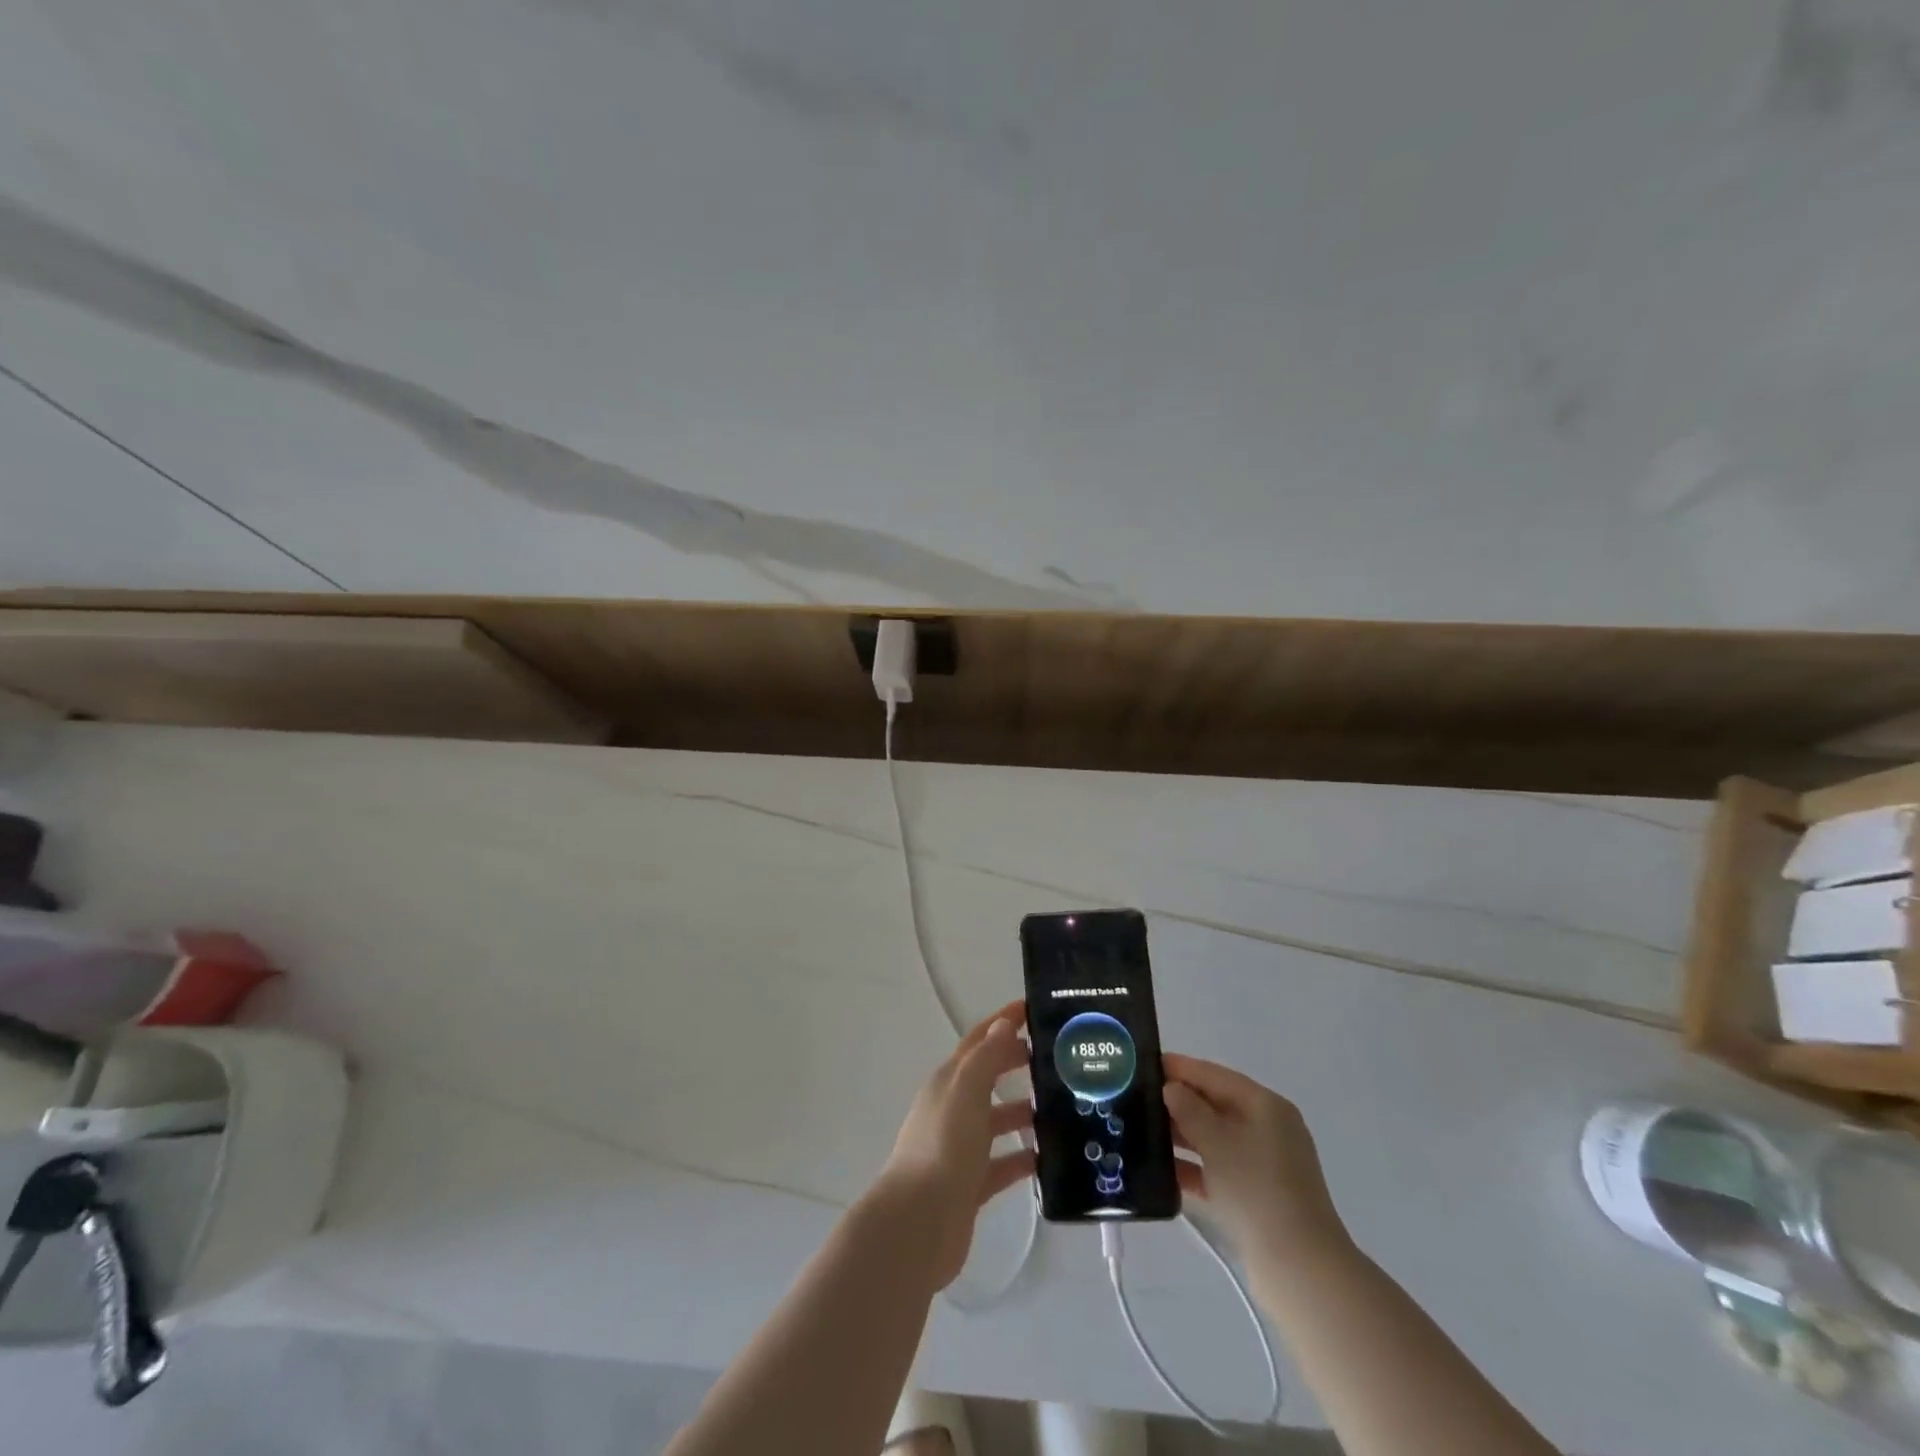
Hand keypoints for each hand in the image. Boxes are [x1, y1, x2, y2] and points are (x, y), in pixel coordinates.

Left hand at [880, 1000, 1035, 1288]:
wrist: (918, 1224)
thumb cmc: (943, 1147)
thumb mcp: (966, 1091)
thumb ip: (986, 1057)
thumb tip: (1004, 1023)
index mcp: (949, 1081)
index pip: (979, 1040)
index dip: (1004, 1021)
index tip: (1035, 1009)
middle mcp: (954, 1108)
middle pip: (989, 1077)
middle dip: (1018, 1063)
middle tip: (1061, 1059)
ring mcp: (961, 1148)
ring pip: (998, 1120)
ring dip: (1025, 1111)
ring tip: (1066, 1109)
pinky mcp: (971, 1185)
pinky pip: (1003, 1164)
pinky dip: (1024, 1158)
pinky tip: (1052, 1158)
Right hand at [1162, 1054, 1349, 1273]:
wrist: (1298, 1270)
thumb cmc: (1257, 1190)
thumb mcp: (1217, 1142)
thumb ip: (1189, 1109)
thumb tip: (1170, 1088)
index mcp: (1265, 1106)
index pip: (1214, 1075)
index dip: (1179, 1067)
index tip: (1143, 1064)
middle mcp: (1266, 1128)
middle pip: (1213, 1105)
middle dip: (1176, 1103)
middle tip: (1135, 1099)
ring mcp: (1262, 1164)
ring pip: (1213, 1138)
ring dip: (1180, 1136)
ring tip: (1140, 1133)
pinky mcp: (1254, 1195)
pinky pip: (1217, 1169)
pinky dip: (1192, 1168)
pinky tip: (1160, 1172)